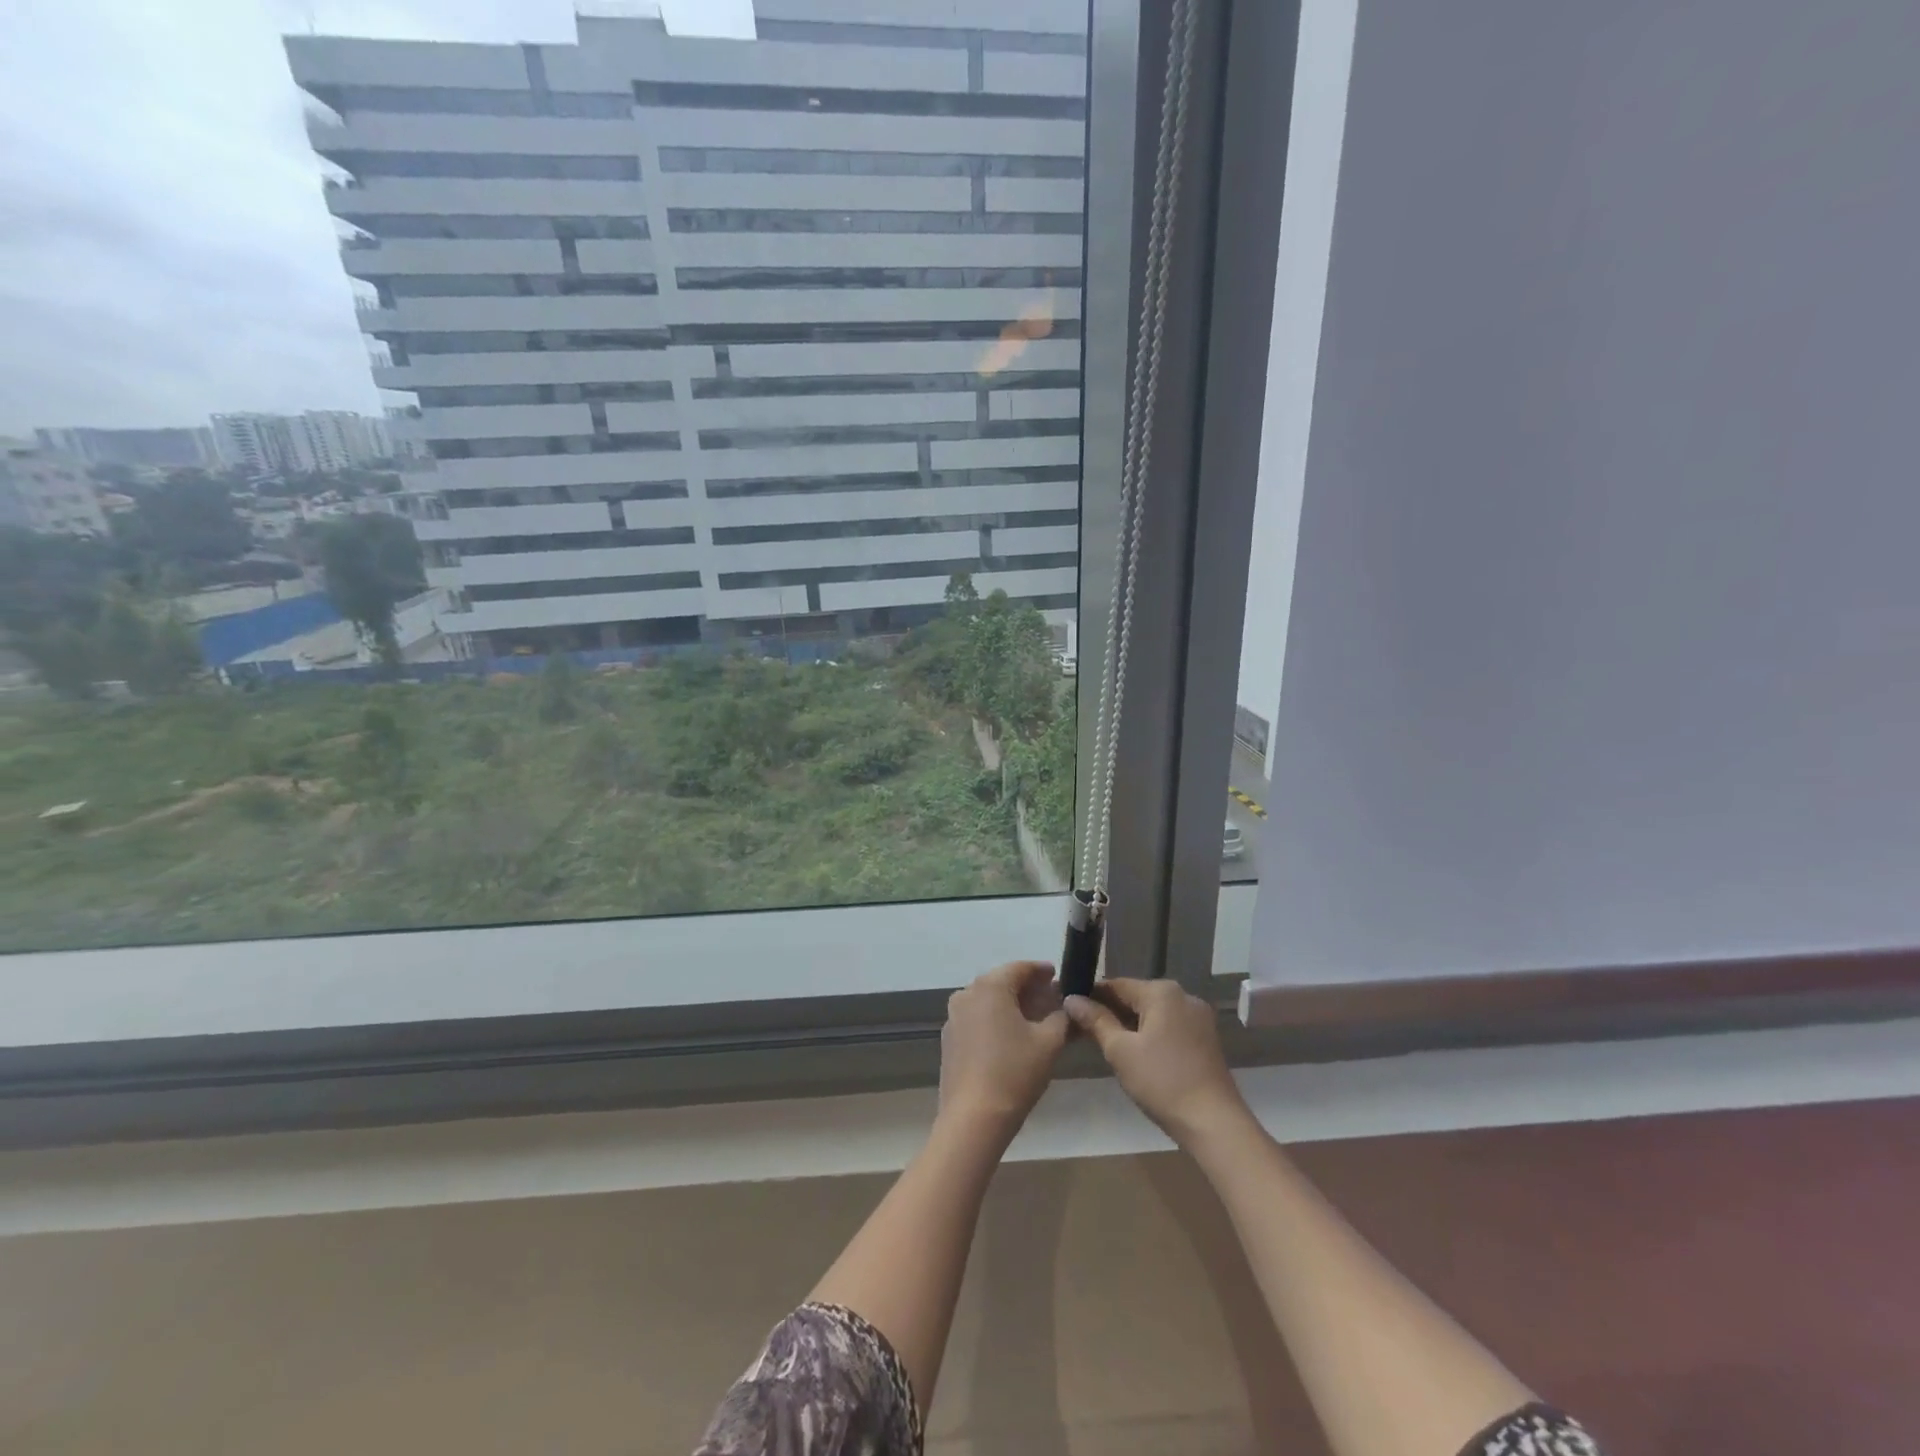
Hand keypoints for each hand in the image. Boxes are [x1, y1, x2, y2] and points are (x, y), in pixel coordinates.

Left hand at [938, 961, 1070, 1136]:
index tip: (1058, 976)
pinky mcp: (950, 1039)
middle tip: (1050, 999)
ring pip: (987, 1000)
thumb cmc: (1015, 1073)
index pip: (1020, 968)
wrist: (974, 1118)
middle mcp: (967, 994)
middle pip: (1002, 982)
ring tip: (1034, 1019)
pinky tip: (1010, 1037)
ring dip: (1010, 1004)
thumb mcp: (1049, 1043)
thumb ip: (1061, 1018)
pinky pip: (976, 1018)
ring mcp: (954, 1017)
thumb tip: (1067, 1007)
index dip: (1041, 971)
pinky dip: (995, 1020)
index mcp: (990, 987)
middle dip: (1027, 988)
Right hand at [1065, 979, 1247, 1146]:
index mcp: (1162, 991)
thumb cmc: (1162, 1082)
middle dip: (1111, 1012)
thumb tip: (1071, 999)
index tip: (1071, 1011)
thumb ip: (1096, 1021)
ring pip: (1154, 1013)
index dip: (1091, 996)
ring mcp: (1198, 1017)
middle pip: (1137, 997)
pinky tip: (1138, 1056)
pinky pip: (1170, 1027)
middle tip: (1085, 1032)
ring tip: (1108, 1046)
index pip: (1116, 984)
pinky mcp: (1206, 1039)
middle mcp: (1183, 996)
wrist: (1214, 1123)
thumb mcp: (1120, 1051)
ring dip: (1131, 1025)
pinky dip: (1151, 1035)